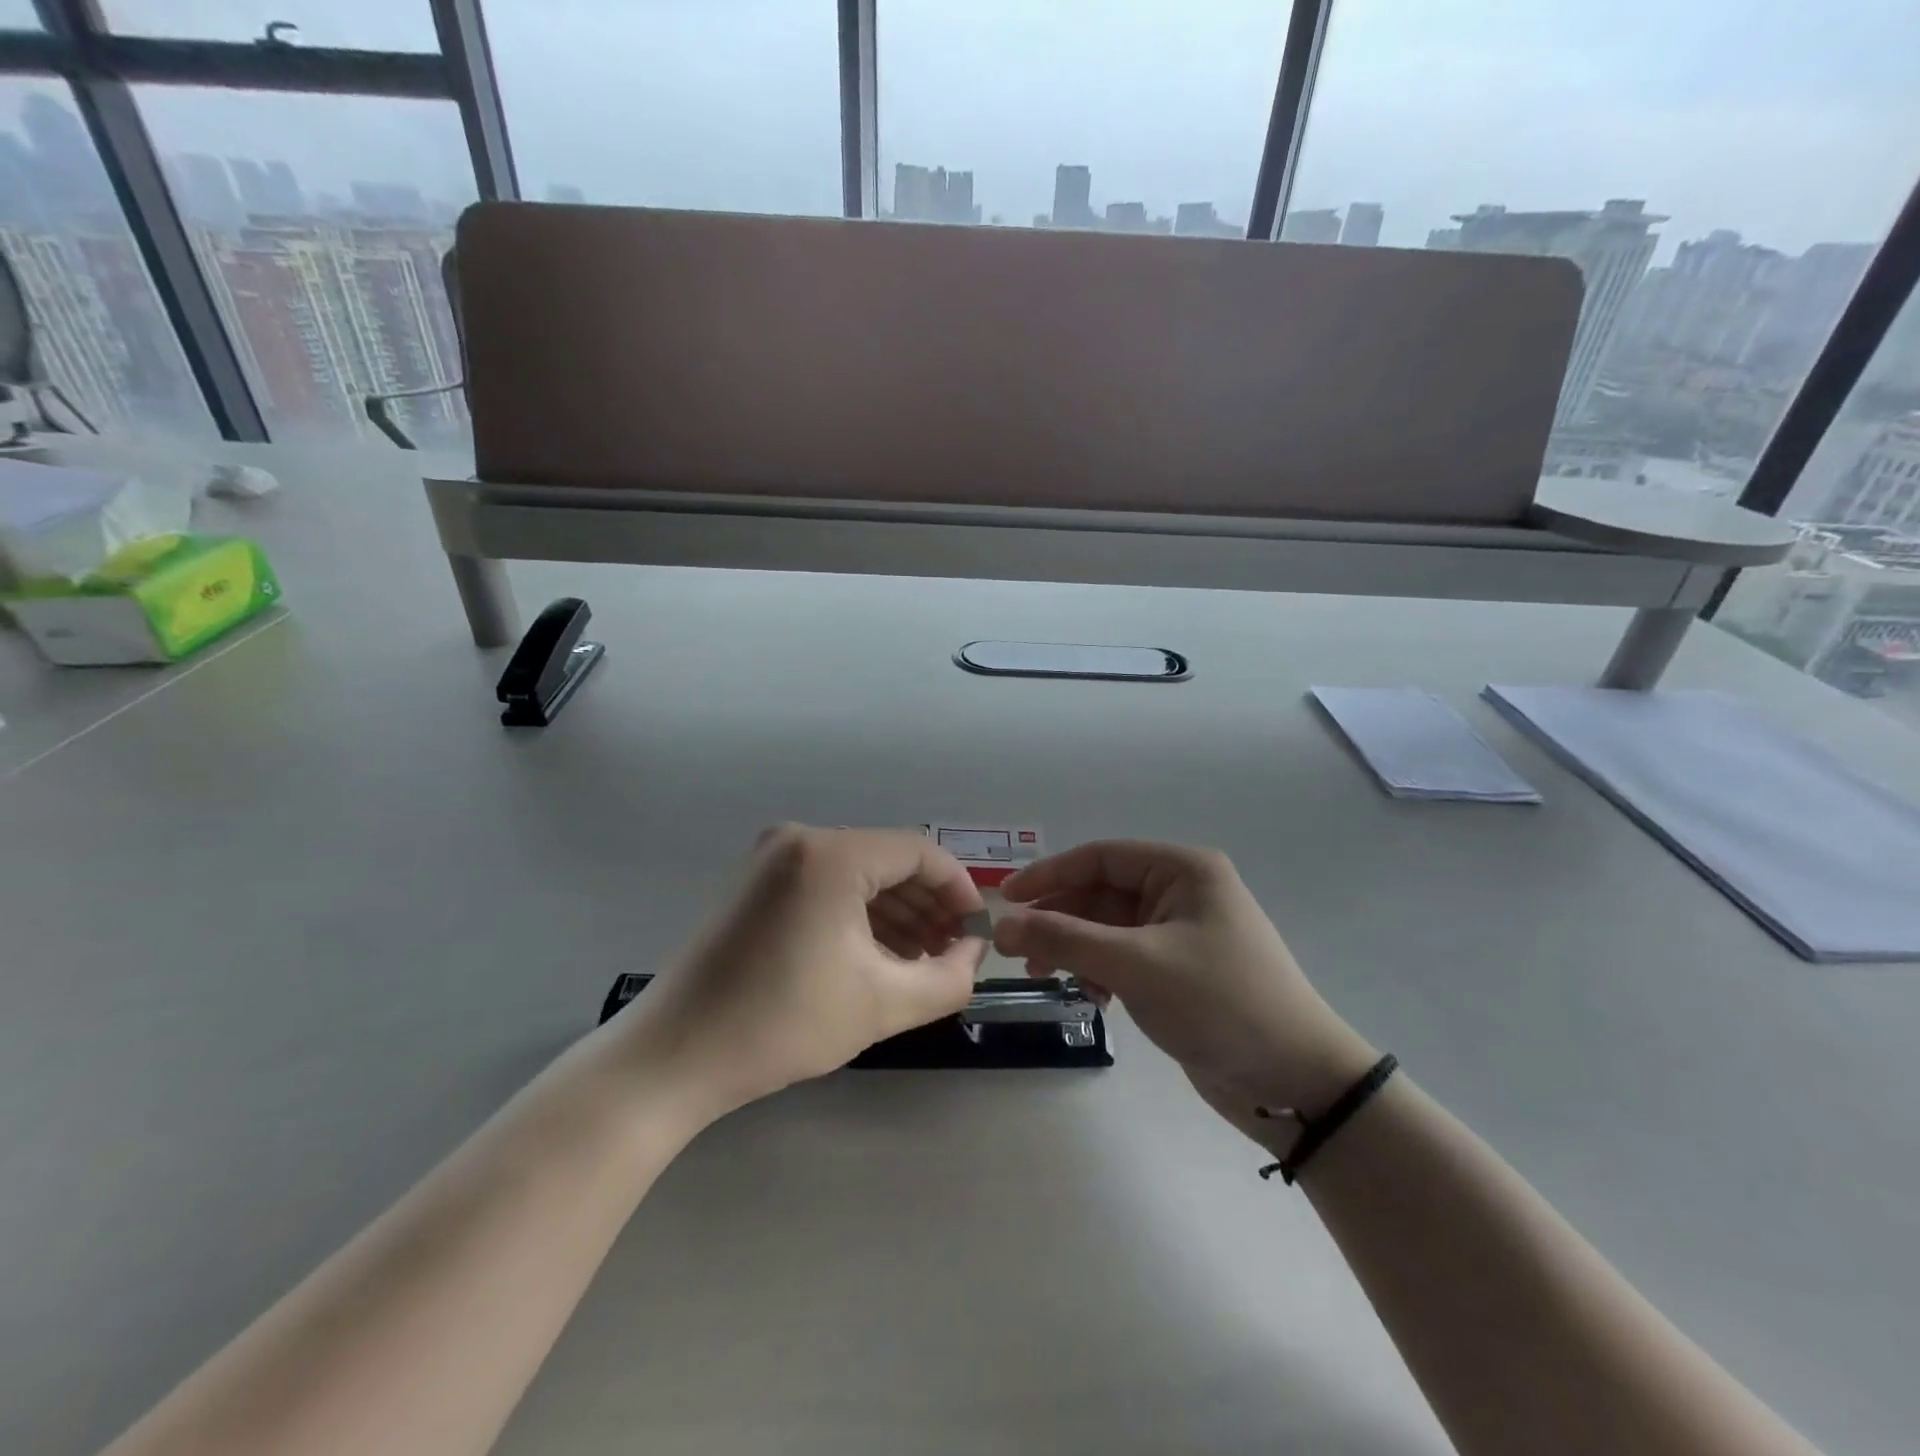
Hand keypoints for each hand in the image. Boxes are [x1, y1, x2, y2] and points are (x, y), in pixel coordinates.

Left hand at [623, 826, 986, 1118]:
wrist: (676, 1055)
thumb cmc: (783, 1022)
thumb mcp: (883, 1003)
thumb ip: (948, 978)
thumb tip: (973, 952)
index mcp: (831, 854)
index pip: (919, 852)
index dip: (958, 889)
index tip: (976, 931)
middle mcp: (800, 840)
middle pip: (887, 861)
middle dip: (928, 905)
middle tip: (953, 951)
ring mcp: (772, 859)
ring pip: (857, 875)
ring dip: (896, 913)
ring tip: (923, 960)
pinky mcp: (756, 884)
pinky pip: (826, 886)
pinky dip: (859, 916)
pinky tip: (880, 955)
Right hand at [993, 841, 1375, 1148]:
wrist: (1296, 1081)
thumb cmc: (1220, 1002)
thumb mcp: (1136, 964)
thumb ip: (1064, 939)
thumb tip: (999, 925)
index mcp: (1183, 870)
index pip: (1099, 856)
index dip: (1049, 874)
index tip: (1005, 899)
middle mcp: (1182, 892)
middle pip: (1100, 893)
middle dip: (1059, 919)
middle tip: (1015, 948)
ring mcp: (1181, 933)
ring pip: (1108, 928)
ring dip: (1074, 948)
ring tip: (1043, 974)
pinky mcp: (1179, 971)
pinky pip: (1123, 957)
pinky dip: (1099, 971)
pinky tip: (1091, 997)